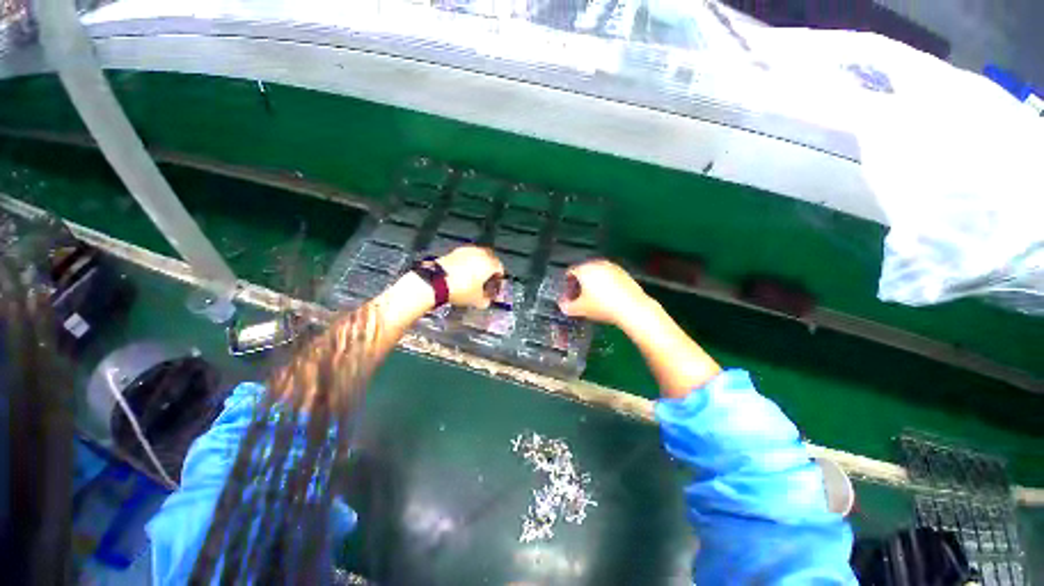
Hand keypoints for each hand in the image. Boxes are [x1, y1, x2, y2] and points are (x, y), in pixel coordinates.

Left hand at [438, 246, 504, 308]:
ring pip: (479, 255)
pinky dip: (468, 261)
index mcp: (489, 264)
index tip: (495, 285)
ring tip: (474, 275)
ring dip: (479, 263)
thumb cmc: (462, 290)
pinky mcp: (455, 251)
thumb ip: (486, 300)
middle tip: (487, 278)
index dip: (499, 277)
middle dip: (490, 267)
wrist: (436, 281)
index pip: (500, 268)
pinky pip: (467, 255)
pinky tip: (464, 271)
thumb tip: (487, 300)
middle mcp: (481, 253)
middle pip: (491, 258)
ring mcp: (467, 250)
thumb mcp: (477, 300)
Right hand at [558, 260, 650, 325]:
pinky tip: (607, 296)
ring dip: (593, 283)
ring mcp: (612, 267)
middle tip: (579, 296)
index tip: (568, 292)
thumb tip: (563, 305)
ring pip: (597, 273)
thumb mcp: (580, 309)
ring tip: (593, 297)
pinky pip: (609, 276)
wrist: (631, 308)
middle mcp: (598, 264)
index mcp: (584, 269)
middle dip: (580, 282)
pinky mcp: (624, 273)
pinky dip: (606, 284)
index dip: (567, 283)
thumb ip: (567, 306)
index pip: (571, 272)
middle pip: (584, 271)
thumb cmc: (604, 306)